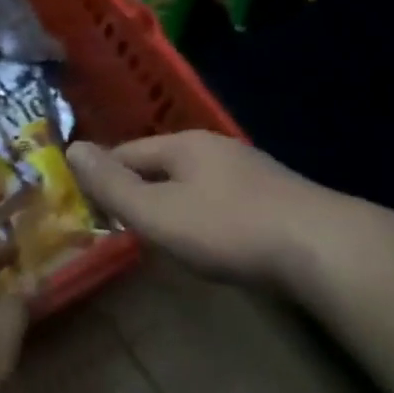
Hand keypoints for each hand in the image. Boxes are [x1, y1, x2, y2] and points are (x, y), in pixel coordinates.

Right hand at [68, 131, 330, 284]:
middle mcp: (215, 147)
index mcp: (183, 145)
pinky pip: (222, 199)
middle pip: (161, 164)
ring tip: (160, 232)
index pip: (127, 152)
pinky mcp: (274, 196)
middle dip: (138, 189)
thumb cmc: (228, 228)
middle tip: (119, 223)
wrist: (322, 247)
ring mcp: (249, 170)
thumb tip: (72, 148)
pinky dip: (204, 214)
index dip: (103, 176)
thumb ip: (113, 186)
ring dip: (172, 202)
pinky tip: (211, 237)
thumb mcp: (158, 213)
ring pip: (194, 181)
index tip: (86, 205)